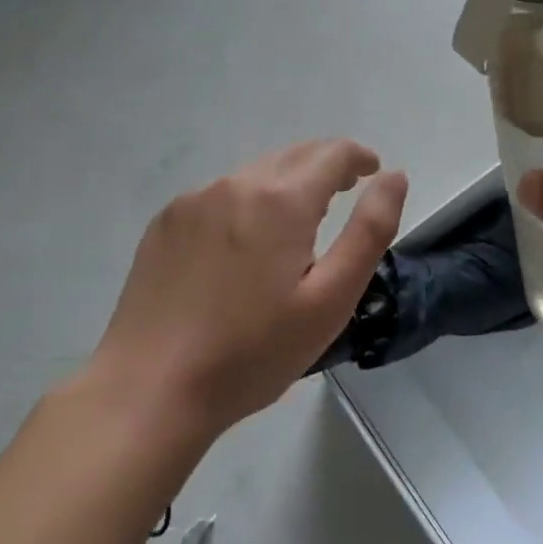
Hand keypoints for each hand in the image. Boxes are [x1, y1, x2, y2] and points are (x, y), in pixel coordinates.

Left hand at [90, 141, 408, 437]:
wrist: (149, 391)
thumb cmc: (252, 351)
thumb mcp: (331, 299)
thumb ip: (370, 230)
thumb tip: (393, 176)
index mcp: (281, 199)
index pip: (332, 153)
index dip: (358, 157)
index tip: (372, 172)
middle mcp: (236, 184)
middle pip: (293, 155)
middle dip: (325, 166)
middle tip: (344, 193)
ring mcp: (193, 201)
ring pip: (255, 174)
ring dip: (285, 185)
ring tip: (296, 223)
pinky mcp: (165, 223)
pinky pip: (219, 196)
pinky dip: (246, 203)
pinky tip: (242, 246)